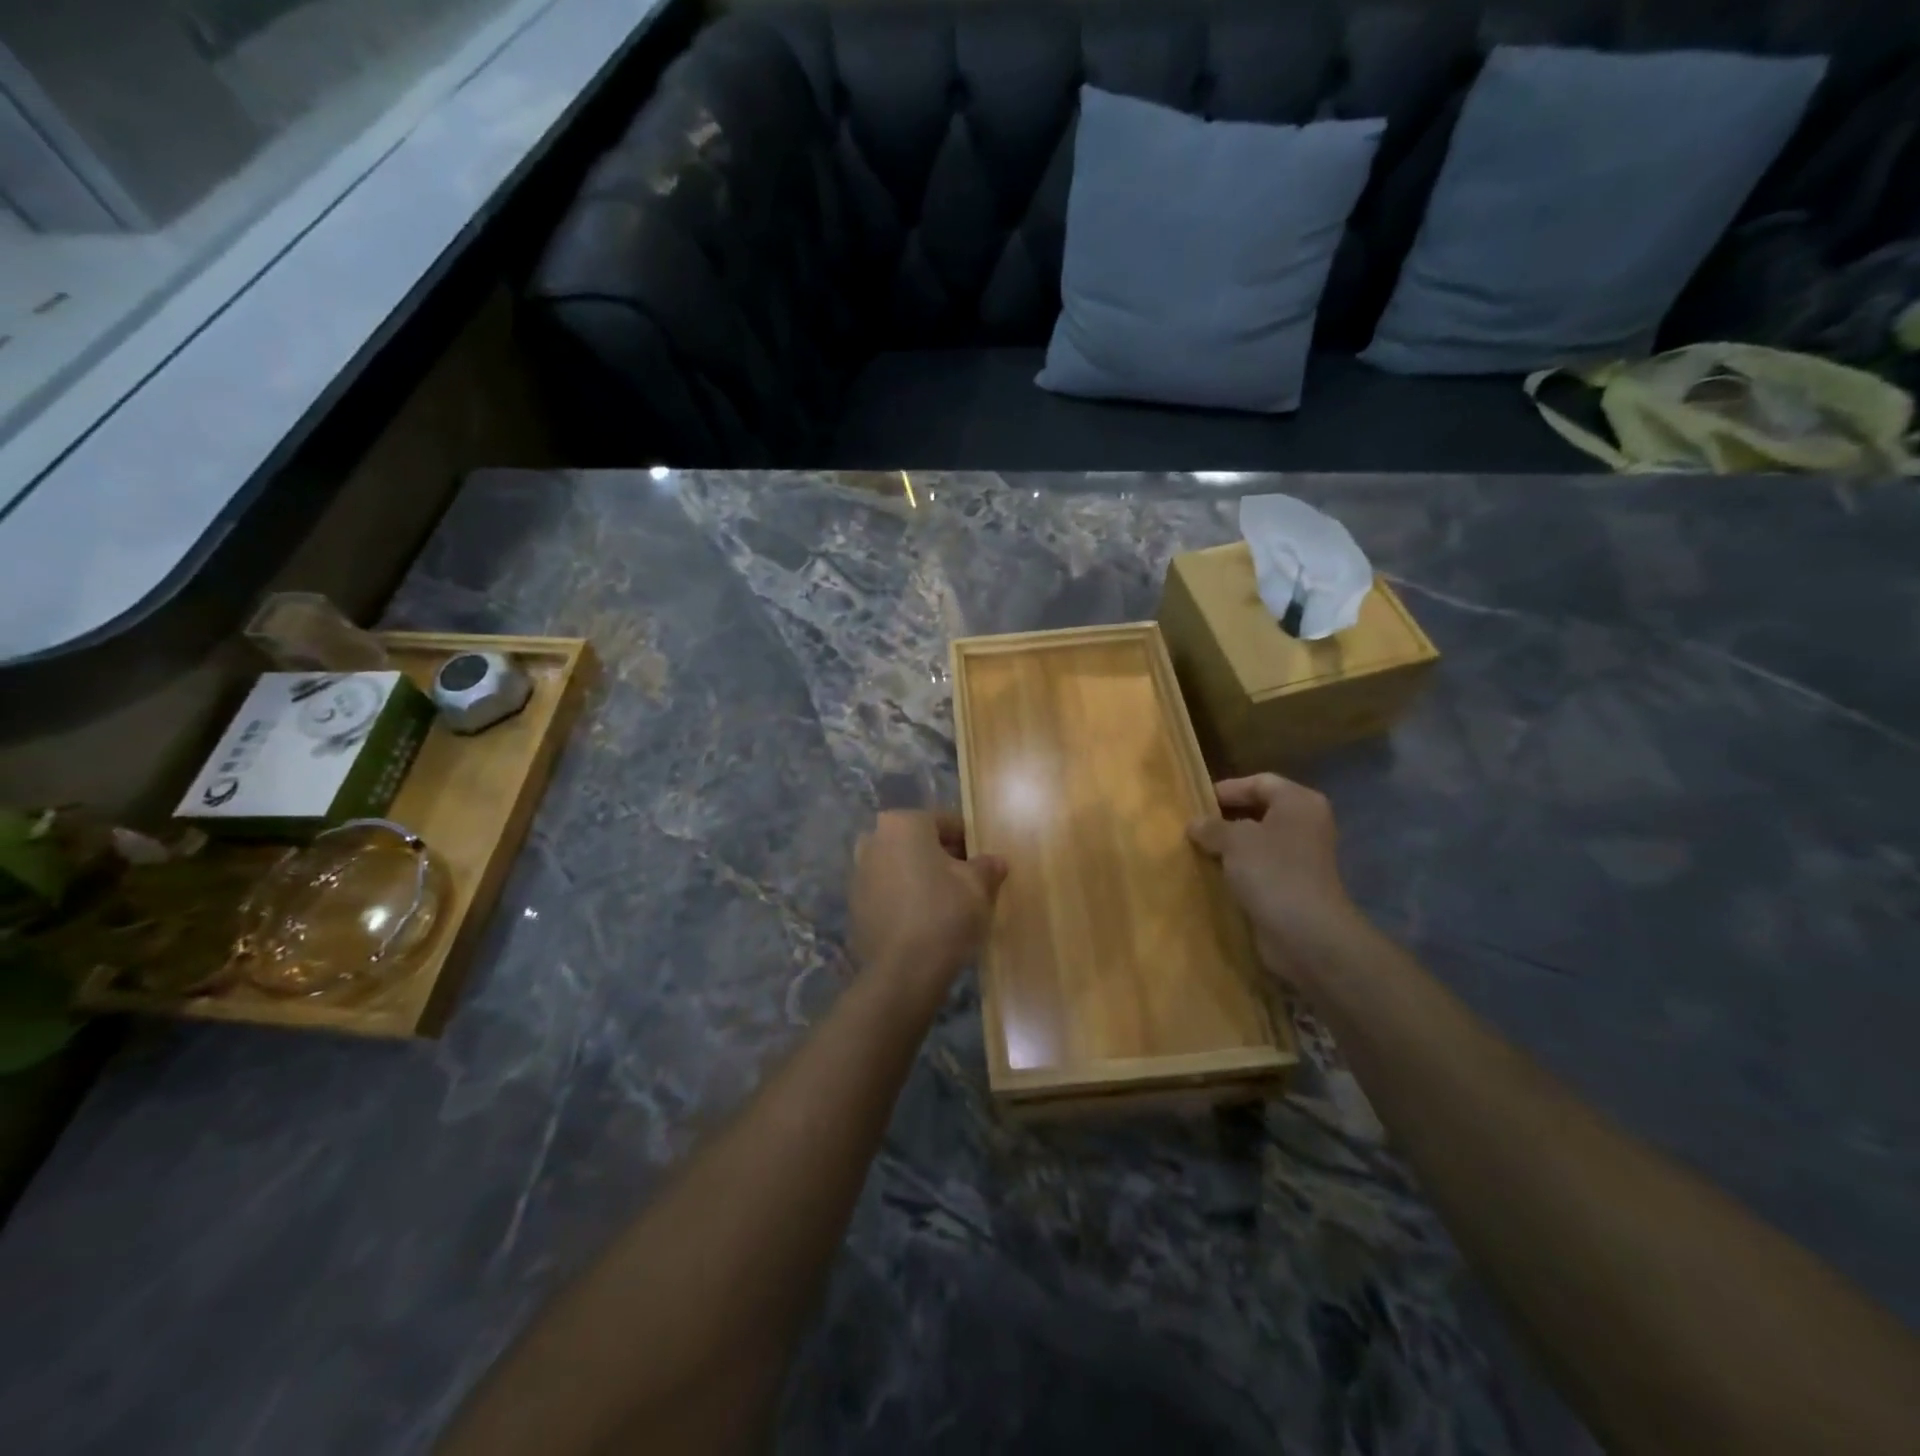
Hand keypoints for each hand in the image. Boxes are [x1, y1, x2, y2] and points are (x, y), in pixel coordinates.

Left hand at [850, 811, 1006, 992]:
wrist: (903, 972)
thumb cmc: (944, 914)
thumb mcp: (978, 886)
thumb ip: (987, 866)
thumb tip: (994, 861)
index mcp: (902, 824)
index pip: (944, 822)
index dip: (969, 841)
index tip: (983, 863)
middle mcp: (873, 840)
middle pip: (918, 842)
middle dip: (942, 857)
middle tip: (967, 882)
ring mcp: (858, 873)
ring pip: (900, 866)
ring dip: (921, 877)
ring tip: (947, 904)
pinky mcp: (854, 905)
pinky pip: (887, 891)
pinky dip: (904, 898)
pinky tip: (924, 921)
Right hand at [1188, 774, 1362, 986]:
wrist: (1305, 934)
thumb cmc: (1272, 872)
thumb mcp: (1234, 840)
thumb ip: (1211, 826)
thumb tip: (1195, 824)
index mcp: (1299, 802)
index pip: (1259, 782)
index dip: (1227, 789)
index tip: (1196, 802)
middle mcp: (1305, 824)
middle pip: (1259, 810)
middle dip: (1225, 818)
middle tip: (1193, 826)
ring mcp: (1301, 857)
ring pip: (1258, 841)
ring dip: (1229, 845)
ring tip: (1197, 849)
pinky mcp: (1292, 884)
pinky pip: (1260, 867)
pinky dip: (1238, 868)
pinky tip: (1213, 874)